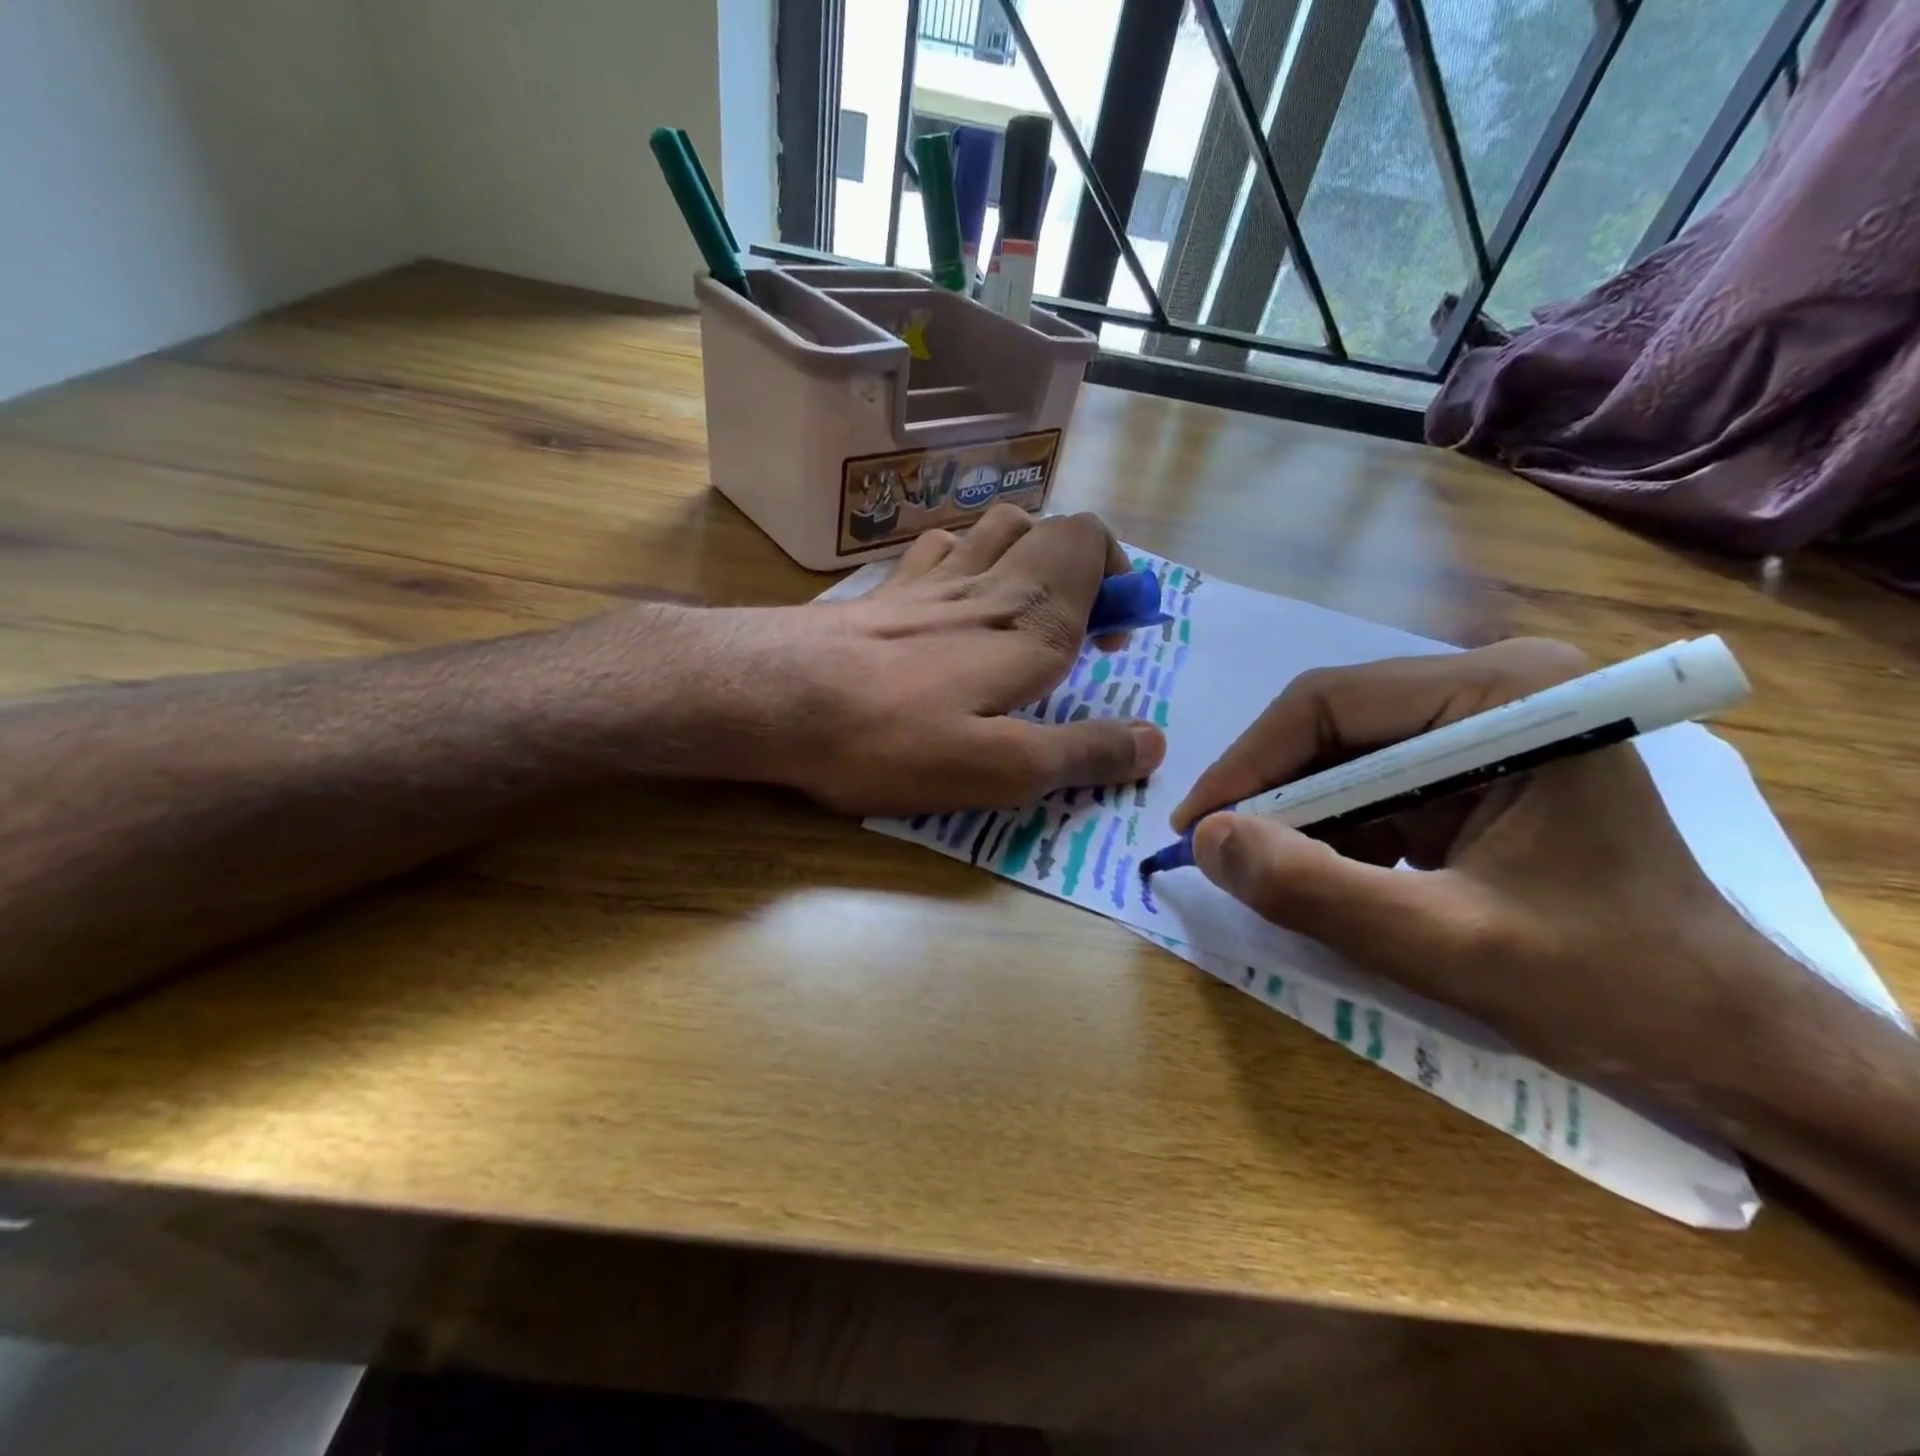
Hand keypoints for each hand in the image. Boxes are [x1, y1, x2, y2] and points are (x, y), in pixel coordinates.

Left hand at [767, 505, 1166, 815]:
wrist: (772, 698)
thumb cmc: (890, 738)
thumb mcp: (1000, 770)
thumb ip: (1082, 752)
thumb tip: (1154, 742)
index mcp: (1028, 620)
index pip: (1092, 544)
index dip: (1119, 579)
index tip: (1114, 640)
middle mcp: (986, 582)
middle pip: (1050, 528)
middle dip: (1081, 568)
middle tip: (1075, 632)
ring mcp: (929, 579)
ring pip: (996, 526)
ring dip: (1026, 553)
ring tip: (1022, 609)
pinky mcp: (885, 592)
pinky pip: (940, 546)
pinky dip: (964, 556)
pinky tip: (953, 595)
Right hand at [1172, 639, 1800, 1091]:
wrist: (1719, 1034)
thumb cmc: (1609, 986)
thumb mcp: (1445, 945)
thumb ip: (1315, 890)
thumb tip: (1207, 839)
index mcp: (1511, 694)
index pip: (1329, 702)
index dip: (1247, 764)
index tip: (1195, 827)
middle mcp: (1495, 687)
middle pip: (1331, 723)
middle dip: (1272, 793)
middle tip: (1221, 854)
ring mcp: (1485, 724)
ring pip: (1341, 755)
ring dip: (1299, 817)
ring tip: (1274, 874)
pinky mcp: (1473, 766)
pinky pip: (1368, 784)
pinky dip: (1333, 831)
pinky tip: (1333, 878)